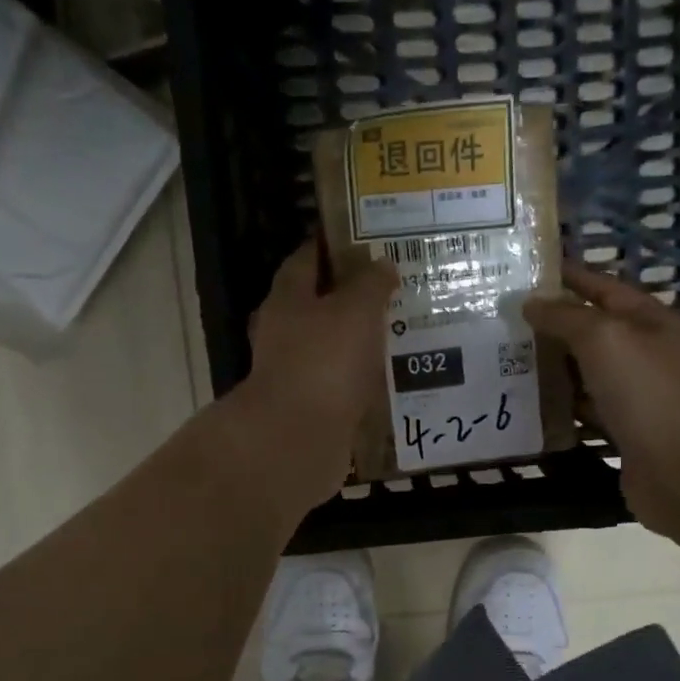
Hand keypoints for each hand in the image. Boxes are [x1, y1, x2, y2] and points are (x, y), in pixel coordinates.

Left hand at [225, 238, 397, 513]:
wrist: (297, 439)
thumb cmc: (325, 361)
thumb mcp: (357, 309)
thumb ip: (371, 284)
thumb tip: (382, 264)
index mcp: (287, 299)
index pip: (305, 260)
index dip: (331, 247)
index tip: (362, 241)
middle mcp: (282, 333)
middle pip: (315, 305)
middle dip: (348, 297)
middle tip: (389, 290)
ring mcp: (292, 372)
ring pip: (328, 346)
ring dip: (355, 340)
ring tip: (397, 333)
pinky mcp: (307, 407)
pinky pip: (337, 383)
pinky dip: (358, 379)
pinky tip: (388, 378)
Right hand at [525, 263, 679, 534]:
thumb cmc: (645, 391)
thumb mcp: (604, 338)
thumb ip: (565, 316)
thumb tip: (531, 303)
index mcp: (652, 321)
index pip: (605, 288)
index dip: (569, 277)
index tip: (528, 271)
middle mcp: (647, 353)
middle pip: (593, 329)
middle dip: (552, 323)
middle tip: (503, 318)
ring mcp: (637, 393)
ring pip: (586, 370)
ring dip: (552, 364)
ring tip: (506, 357)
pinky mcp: (624, 429)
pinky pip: (585, 407)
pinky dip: (560, 403)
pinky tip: (528, 401)